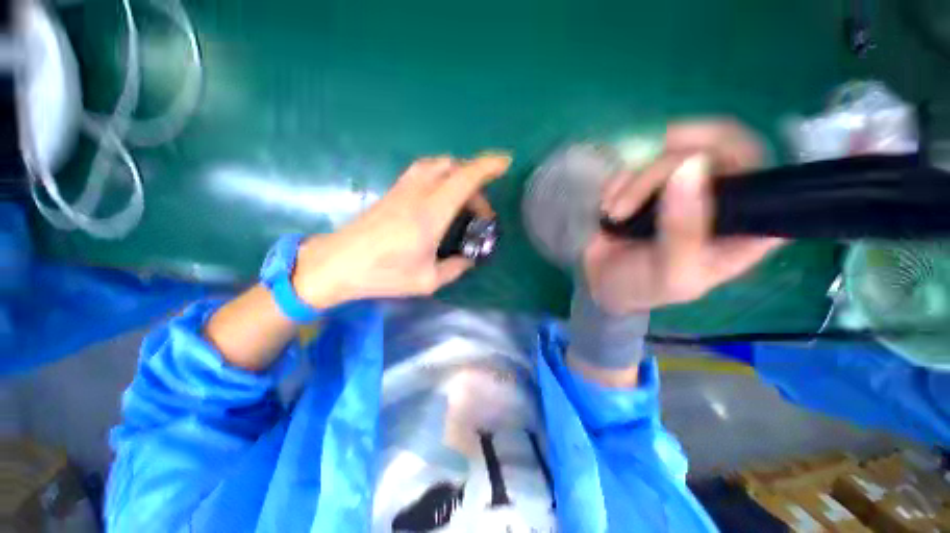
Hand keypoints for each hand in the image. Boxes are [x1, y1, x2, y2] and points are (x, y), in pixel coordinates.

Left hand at [292, 154, 509, 307]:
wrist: (338, 263)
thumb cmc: (384, 274)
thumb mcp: (427, 280)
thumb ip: (455, 268)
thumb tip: (468, 260)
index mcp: (432, 213)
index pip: (465, 178)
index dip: (488, 166)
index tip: (505, 162)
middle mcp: (419, 193)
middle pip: (454, 167)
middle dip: (475, 181)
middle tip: (480, 211)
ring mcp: (403, 189)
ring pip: (437, 164)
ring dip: (457, 174)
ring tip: (463, 199)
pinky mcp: (393, 192)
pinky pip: (423, 171)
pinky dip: (440, 175)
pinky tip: (440, 198)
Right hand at [585, 120, 784, 313]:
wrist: (604, 283)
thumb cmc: (645, 286)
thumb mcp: (671, 271)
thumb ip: (685, 229)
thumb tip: (691, 164)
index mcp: (748, 221)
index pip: (756, 162)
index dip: (723, 149)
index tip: (680, 161)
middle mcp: (723, 194)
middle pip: (708, 145)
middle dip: (657, 171)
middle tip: (625, 202)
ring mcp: (683, 183)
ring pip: (664, 151)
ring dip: (629, 184)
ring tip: (614, 215)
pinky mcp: (649, 182)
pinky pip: (634, 162)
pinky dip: (616, 183)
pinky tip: (608, 209)